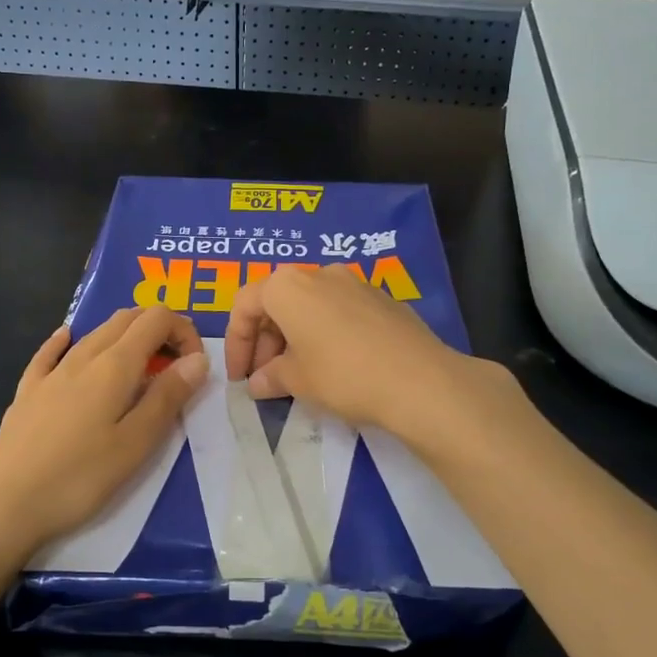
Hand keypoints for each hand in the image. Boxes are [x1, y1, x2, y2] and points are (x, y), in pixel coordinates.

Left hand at [0, 307, 208, 568]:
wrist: (4, 505)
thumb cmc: (79, 479)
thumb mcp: (136, 444)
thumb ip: (168, 397)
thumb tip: (198, 358)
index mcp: (114, 366)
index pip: (157, 319)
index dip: (184, 332)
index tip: (194, 367)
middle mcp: (82, 356)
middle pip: (126, 318)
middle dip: (159, 330)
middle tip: (175, 367)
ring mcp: (50, 372)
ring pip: (93, 332)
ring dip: (125, 335)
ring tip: (141, 368)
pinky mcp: (27, 391)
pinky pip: (51, 351)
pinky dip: (70, 339)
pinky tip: (67, 338)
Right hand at [224, 265, 510, 441]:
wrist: (420, 381)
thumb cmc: (343, 375)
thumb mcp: (297, 380)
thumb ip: (270, 377)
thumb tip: (259, 382)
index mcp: (288, 286)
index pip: (245, 306)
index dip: (236, 343)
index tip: (240, 376)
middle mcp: (319, 274)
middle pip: (277, 301)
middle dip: (265, 340)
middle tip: (265, 378)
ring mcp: (355, 283)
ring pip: (310, 306)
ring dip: (294, 337)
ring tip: (297, 375)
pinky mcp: (382, 299)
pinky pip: (339, 312)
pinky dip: (325, 333)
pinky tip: (334, 366)